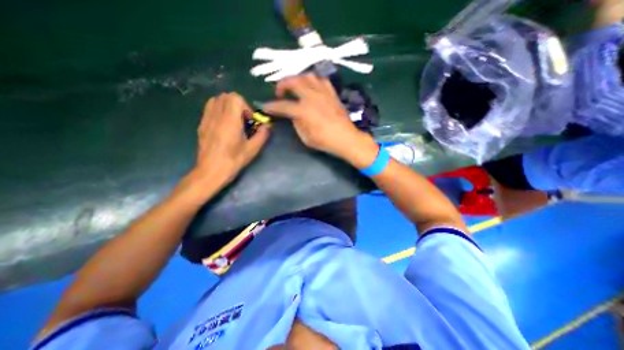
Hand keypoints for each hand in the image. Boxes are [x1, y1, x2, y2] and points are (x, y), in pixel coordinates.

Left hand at [190, 93, 270, 189]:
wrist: (210, 172)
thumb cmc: (233, 161)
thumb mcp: (252, 149)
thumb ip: (262, 135)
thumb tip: (267, 126)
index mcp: (230, 121)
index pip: (235, 98)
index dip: (246, 107)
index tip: (249, 121)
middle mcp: (216, 116)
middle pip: (226, 96)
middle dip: (238, 105)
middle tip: (243, 121)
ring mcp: (206, 119)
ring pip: (216, 100)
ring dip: (227, 106)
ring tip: (233, 121)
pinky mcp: (201, 125)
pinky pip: (209, 109)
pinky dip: (219, 111)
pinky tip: (224, 126)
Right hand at [261, 75, 374, 167]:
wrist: (346, 138)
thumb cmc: (325, 141)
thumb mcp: (306, 137)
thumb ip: (296, 124)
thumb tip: (293, 115)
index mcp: (303, 111)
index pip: (283, 106)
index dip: (272, 106)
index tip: (266, 107)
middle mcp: (312, 97)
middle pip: (293, 81)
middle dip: (282, 84)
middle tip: (279, 92)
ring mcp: (323, 93)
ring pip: (307, 76)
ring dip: (297, 79)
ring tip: (295, 88)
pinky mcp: (332, 93)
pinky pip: (321, 80)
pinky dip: (313, 81)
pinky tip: (312, 88)